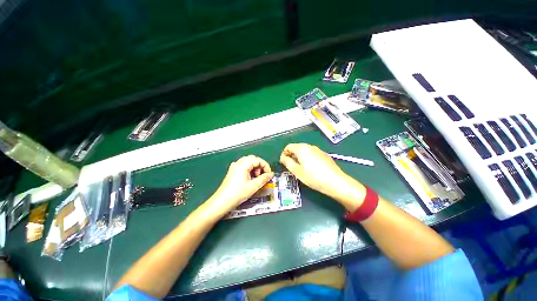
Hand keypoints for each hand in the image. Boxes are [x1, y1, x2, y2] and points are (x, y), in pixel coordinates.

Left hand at [206, 155, 273, 216]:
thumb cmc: (238, 193)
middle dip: (260, 166)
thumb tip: (271, 174)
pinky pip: (243, 166)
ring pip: (248, 162)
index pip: (258, 160)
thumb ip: (264, 179)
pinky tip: (249, 178)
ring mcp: (234, 166)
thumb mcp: (253, 186)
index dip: (266, 166)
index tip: (269, 175)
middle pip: (253, 159)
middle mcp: (238, 163)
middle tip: (262, 176)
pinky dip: (249, 170)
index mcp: (243, 164)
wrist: (222, 202)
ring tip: (256, 178)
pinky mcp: (232, 171)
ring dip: (255, 168)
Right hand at [280, 143, 365, 209]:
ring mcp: (318, 150)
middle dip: (292, 156)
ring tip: (300, 169)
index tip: (284, 163)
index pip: (288, 147)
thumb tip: (283, 157)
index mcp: (302, 149)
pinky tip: (310, 168)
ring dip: (299, 157)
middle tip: (291, 167)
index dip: (284, 154)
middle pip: (296, 148)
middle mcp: (310, 146)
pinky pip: (311, 154)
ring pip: (304, 151)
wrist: (336, 182)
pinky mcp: (324, 155)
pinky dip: (307, 158)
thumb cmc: (313, 177)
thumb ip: (287, 162)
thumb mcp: (297, 171)